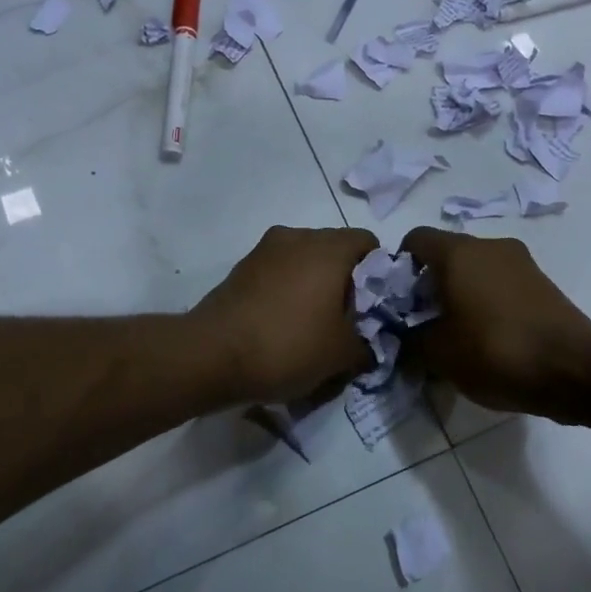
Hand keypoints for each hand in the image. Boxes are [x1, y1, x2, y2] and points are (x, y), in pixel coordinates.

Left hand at [189, 225, 378, 403]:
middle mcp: (297, 236)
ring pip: (304, 261)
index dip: (380, 273)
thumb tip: (371, 344)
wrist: (210, 355)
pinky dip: (287, 292)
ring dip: (314, 286)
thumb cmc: (287, 346)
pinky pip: (278, 273)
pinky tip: (283, 326)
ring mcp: (265, 250)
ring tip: (313, 326)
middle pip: (335, 250)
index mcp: (328, 247)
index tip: (375, 307)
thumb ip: (368, 344)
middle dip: (346, 282)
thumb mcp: (342, 354)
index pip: (368, 243)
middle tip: (347, 321)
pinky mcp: (241, 268)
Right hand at [400, 227, 590, 413]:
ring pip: (476, 268)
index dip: (399, 266)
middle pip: (446, 254)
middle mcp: (489, 245)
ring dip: (460, 293)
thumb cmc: (496, 352)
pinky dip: (487, 301)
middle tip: (424, 321)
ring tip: (457, 333)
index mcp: (458, 252)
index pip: (415, 239)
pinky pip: (501, 283)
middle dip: (430, 283)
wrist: (576, 370)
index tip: (399, 301)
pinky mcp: (542, 282)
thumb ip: (410, 339)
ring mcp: (520, 261)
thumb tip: (404, 334)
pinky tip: (489, 337)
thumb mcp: (439, 355)